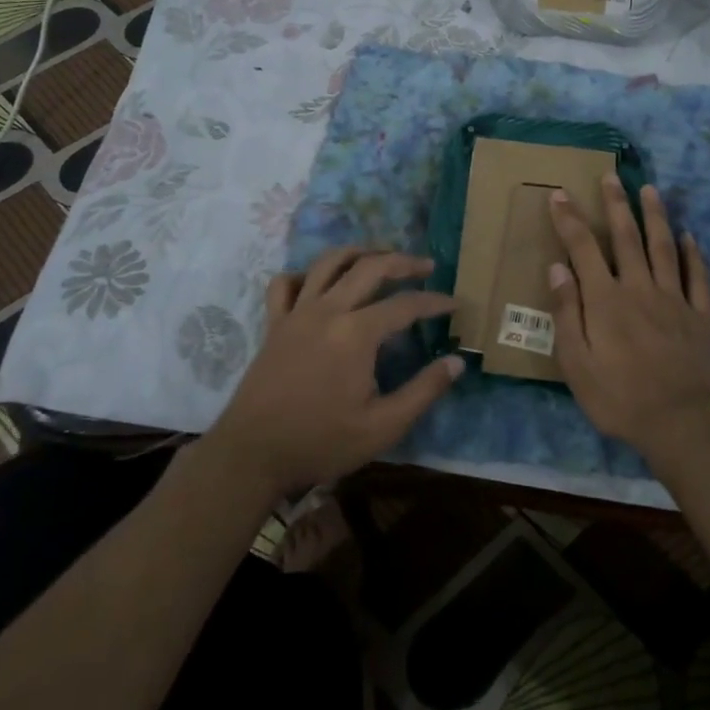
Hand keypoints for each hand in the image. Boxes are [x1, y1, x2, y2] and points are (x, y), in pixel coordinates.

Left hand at [208, 247, 461, 497]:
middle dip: (403, 262)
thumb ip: (424, 390)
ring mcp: (297, 313)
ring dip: (359, 253)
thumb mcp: (383, 426)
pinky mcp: (274, 323)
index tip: (455, 304)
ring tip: (380, 258)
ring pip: (329, 262)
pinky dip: (305, 275)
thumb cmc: (322, 442)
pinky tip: (319, 283)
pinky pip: (286, 283)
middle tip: (426, 266)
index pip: (406, 305)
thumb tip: (457, 361)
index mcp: (357, 333)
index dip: (435, 302)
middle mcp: (328, 310)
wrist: (252, 455)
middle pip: (370, 267)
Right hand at [546, 174, 709, 459]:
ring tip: (650, 189)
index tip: (560, 194)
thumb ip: (567, 314)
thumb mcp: (577, 364)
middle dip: (615, 204)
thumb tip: (558, 268)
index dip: (570, 219)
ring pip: (664, 247)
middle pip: (626, 237)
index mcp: (606, 300)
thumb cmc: (621, 398)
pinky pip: (698, 277)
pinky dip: (693, 254)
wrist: (684, 424)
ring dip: (655, 216)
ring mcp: (675, 299)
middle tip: (610, 176)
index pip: (583, 249)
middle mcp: (640, 288)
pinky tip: (690, 237)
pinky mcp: (702, 316)